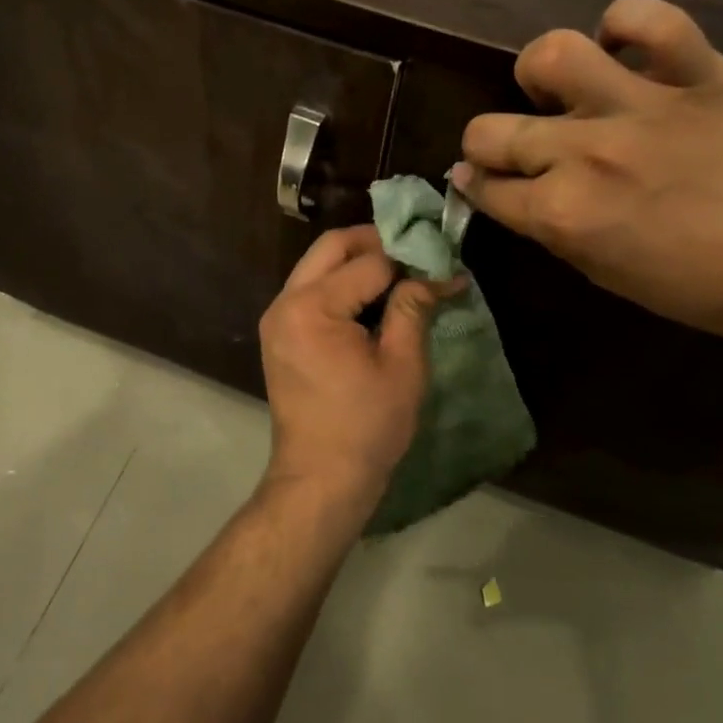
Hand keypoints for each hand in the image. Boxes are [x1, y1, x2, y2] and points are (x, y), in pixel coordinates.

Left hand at [259, 226, 445, 522]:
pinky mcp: (279, 332)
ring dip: (358, 260)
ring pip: (319, 264)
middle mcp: (285, 301)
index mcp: (312, 307)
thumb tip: (442, 271)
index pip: (369, 262)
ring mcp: (277, 316)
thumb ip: (414, 308)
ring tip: (402, 274)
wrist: (320, 479)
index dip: (410, 260)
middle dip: (377, 242)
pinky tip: (374, 298)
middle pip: (333, 246)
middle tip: (418, 255)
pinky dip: (341, 283)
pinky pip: (311, 289)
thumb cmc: (366, 427)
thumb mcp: (401, 365)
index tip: (444, 265)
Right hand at [454, 0, 722, 347]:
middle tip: (515, 147)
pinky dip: (627, 24)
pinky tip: (623, 45)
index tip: (482, 181)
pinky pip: (649, 19)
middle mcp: (585, 154)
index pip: (484, 187)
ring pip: (552, 55)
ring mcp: (640, 107)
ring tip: (562, 88)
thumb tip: (506, 191)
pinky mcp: (696, 74)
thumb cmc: (695, 285)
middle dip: (486, 144)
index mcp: (562, 213)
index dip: (476, 186)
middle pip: (489, 129)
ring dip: (541, 73)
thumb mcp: (603, 272)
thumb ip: (549, 227)